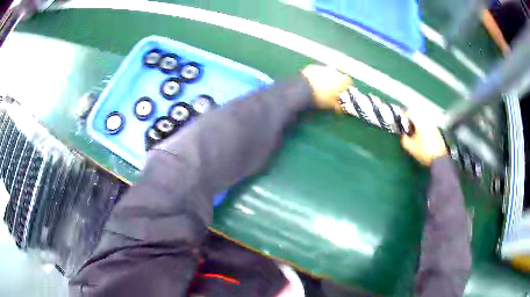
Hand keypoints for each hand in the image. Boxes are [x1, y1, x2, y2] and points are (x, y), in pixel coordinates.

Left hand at [301, 64, 351, 110]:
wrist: (303, 90)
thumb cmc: (321, 98)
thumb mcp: (332, 105)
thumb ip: (340, 106)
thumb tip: (342, 108)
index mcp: (341, 80)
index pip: (349, 81)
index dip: (346, 87)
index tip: (343, 92)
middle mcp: (334, 71)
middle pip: (338, 75)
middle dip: (336, 81)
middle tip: (331, 90)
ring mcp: (323, 67)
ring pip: (327, 72)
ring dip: (326, 77)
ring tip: (321, 86)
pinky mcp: (312, 67)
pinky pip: (317, 71)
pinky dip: (316, 75)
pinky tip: (312, 82)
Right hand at [401, 110, 446, 165]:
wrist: (439, 159)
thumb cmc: (425, 153)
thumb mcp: (411, 148)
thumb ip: (404, 139)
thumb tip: (403, 135)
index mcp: (420, 122)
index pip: (410, 112)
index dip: (403, 116)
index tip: (401, 122)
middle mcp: (427, 121)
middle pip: (417, 115)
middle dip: (410, 121)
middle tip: (407, 129)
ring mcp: (433, 126)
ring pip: (422, 121)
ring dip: (417, 125)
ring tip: (414, 135)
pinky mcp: (437, 132)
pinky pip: (427, 126)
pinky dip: (423, 129)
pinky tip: (422, 139)